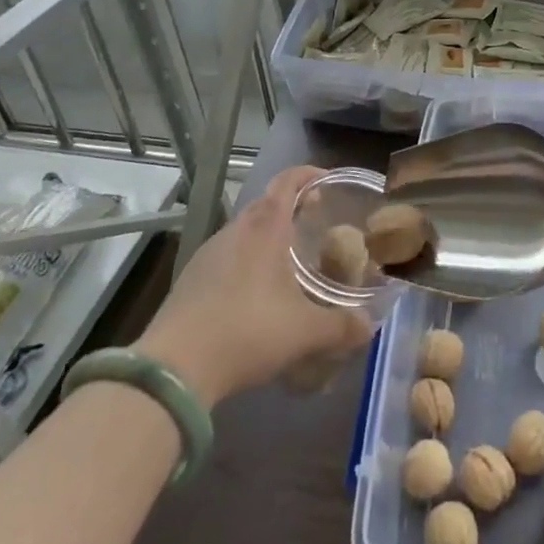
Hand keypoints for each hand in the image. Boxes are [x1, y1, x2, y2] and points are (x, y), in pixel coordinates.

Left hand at [136, 165, 371, 405]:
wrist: (174, 369)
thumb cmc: (247, 332)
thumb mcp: (305, 332)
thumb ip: (342, 327)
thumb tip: (369, 327)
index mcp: (265, 229)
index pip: (287, 182)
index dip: (308, 174)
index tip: (328, 180)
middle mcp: (235, 232)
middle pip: (265, 204)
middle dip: (291, 207)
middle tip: (315, 221)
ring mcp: (207, 255)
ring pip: (244, 232)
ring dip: (267, 236)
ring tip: (288, 261)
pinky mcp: (189, 280)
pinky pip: (226, 257)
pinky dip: (246, 262)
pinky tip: (255, 294)